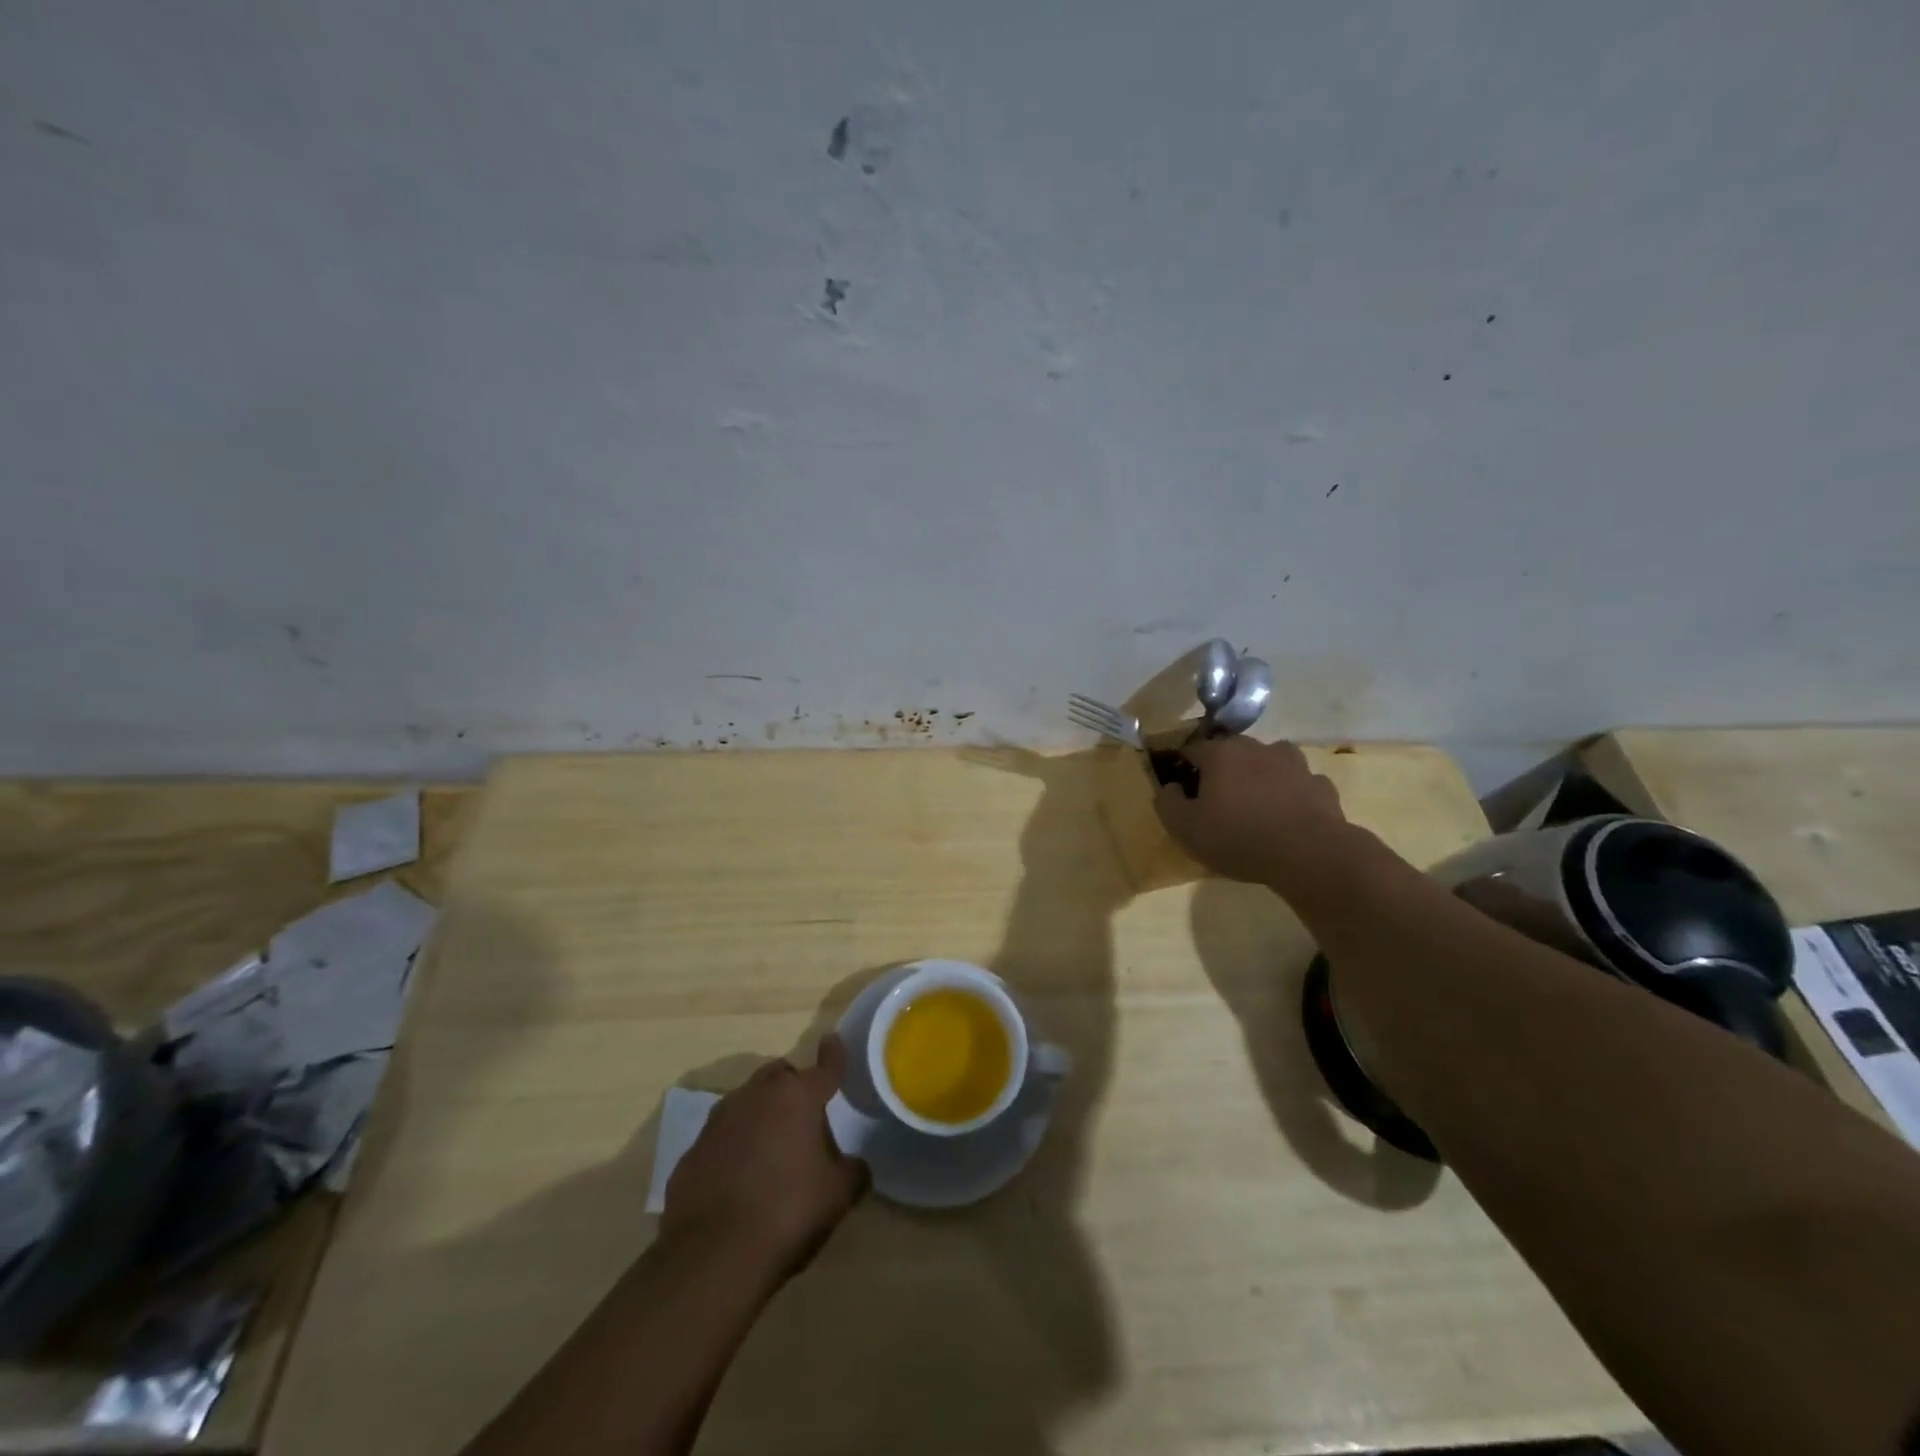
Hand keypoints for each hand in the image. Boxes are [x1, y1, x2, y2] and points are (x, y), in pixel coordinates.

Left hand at [661, 1037, 867, 1280]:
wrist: (712, 1257)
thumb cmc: (787, 1213)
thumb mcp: (837, 1196)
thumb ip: (852, 1171)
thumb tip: (854, 1164)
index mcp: (799, 1097)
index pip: (825, 1066)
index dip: (833, 1054)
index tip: (833, 1040)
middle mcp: (757, 1095)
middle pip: (780, 1076)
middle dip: (792, 1088)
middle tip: (803, 1120)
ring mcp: (719, 1119)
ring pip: (747, 1101)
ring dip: (761, 1115)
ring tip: (770, 1152)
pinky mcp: (692, 1150)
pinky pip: (721, 1136)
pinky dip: (733, 1147)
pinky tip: (738, 1180)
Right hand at [1154, 735, 1349, 886]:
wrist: (1308, 854)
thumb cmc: (1238, 837)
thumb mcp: (1185, 828)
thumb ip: (1167, 803)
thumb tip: (1169, 787)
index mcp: (1221, 754)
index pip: (1192, 749)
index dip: (1183, 767)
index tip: (1181, 789)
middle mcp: (1258, 748)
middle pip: (1232, 752)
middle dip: (1222, 770)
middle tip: (1217, 800)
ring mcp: (1294, 764)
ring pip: (1269, 762)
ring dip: (1260, 776)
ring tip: (1256, 804)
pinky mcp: (1321, 785)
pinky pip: (1299, 784)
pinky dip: (1291, 794)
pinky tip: (1288, 816)